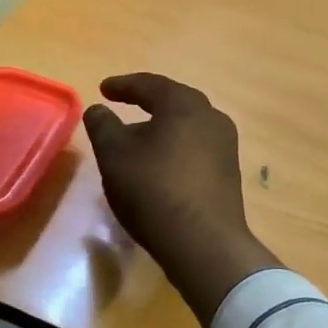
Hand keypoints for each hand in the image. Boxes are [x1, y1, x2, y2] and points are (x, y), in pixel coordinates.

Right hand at [84, 73, 280, 327]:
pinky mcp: (229, 172)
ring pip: (186, 126)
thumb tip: (98, 109)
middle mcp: (211, 117)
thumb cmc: (154, 190)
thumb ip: (103, 125)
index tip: (103, 89)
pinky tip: (160, 165)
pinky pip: (196, 148)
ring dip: (162, 128)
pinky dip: (175, 148)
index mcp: (184, 104)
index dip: (122, 86)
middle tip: (123, 105)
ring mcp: (225, 145)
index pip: (149, 85)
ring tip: (138, 138)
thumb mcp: (114, 155)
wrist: (204, 243)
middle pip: (173, 102)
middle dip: (146, 103)